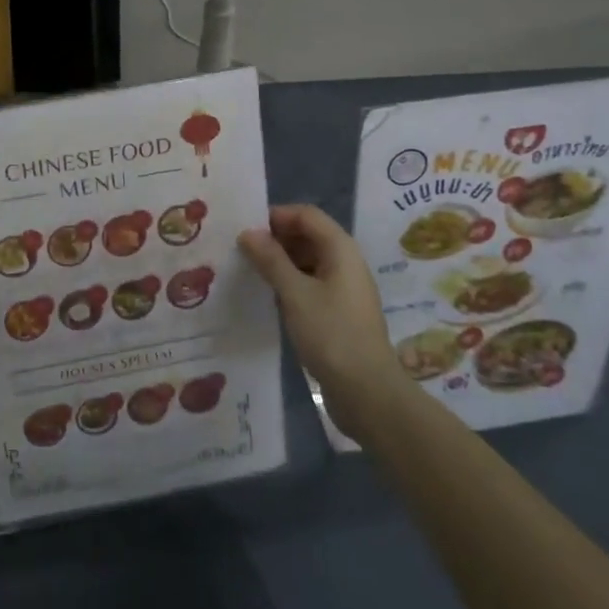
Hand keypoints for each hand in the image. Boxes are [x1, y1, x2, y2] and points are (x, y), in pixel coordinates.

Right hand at [239, 205, 403, 443]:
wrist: (368, 394)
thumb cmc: (331, 334)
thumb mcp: (294, 293)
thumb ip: (270, 260)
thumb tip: (248, 232)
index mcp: (340, 249)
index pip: (306, 215)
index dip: (276, 216)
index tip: (245, 228)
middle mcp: (345, 262)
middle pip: (308, 235)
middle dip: (276, 239)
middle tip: (241, 250)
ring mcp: (344, 289)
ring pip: (308, 261)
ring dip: (280, 262)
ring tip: (249, 271)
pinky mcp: (339, 312)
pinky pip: (311, 284)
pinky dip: (290, 283)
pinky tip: (268, 297)